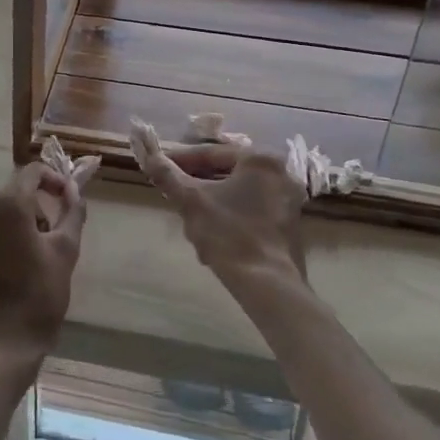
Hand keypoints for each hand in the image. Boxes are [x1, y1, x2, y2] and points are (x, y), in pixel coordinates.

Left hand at [0, 164, 85, 377]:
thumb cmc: (37, 299)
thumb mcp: (65, 252)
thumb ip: (72, 212)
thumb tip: (73, 191)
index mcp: (7, 203)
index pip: (31, 173)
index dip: (51, 179)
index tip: (63, 198)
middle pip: (8, 195)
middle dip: (30, 209)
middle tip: (46, 238)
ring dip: (5, 226)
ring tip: (20, 259)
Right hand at [128, 123, 307, 289]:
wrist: (268, 286)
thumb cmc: (229, 234)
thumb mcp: (191, 201)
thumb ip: (167, 175)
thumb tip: (149, 156)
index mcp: (261, 160)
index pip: (212, 153)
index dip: (181, 160)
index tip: (160, 167)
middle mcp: (281, 174)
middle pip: (226, 173)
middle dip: (198, 185)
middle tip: (175, 194)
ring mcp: (289, 202)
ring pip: (238, 194)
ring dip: (212, 204)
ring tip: (190, 221)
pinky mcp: (290, 227)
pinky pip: (252, 212)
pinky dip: (232, 218)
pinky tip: (213, 237)